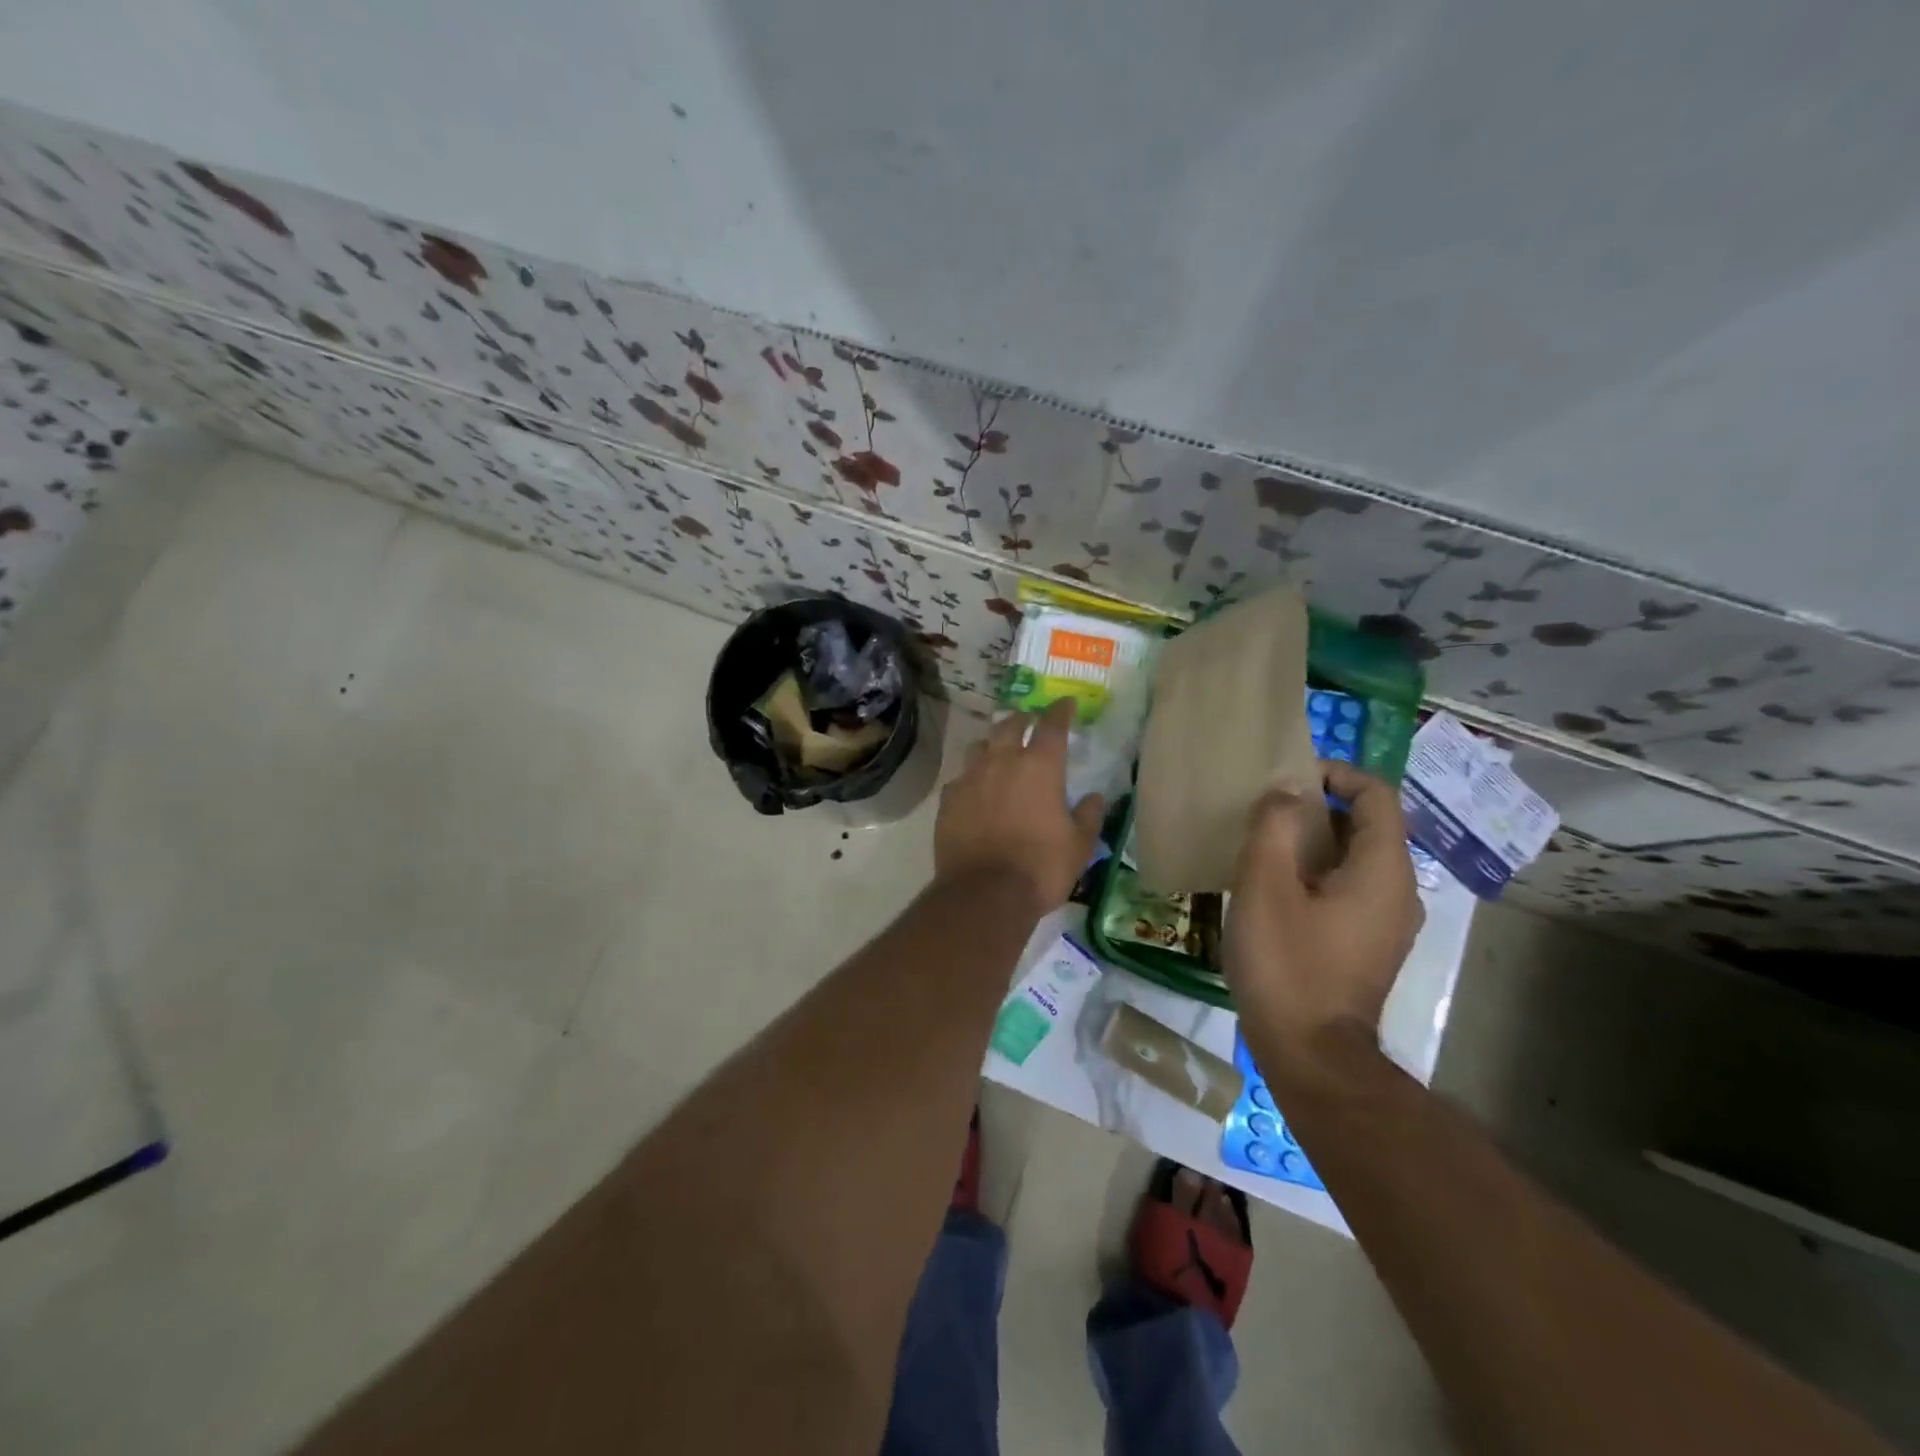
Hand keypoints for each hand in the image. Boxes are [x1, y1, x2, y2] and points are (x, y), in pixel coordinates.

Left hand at [935, 698, 1104, 912]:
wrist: (984, 893)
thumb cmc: (1041, 867)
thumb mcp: (1079, 845)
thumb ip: (1088, 815)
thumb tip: (1094, 797)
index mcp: (1040, 766)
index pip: (1052, 724)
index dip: (1060, 710)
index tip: (1066, 703)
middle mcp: (1002, 761)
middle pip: (1010, 725)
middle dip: (1022, 720)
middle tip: (1030, 723)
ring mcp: (970, 778)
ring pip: (980, 746)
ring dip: (993, 744)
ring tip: (999, 752)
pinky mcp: (948, 799)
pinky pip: (961, 777)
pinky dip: (972, 777)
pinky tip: (975, 789)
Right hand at [1224, 761, 1423, 1058]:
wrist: (1311, 1056)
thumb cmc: (1287, 965)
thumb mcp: (1266, 887)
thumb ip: (1275, 827)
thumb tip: (1286, 791)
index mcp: (1383, 870)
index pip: (1376, 795)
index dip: (1336, 774)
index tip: (1289, 779)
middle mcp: (1398, 891)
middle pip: (1366, 825)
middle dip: (1318, 808)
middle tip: (1265, 813)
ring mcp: (1387, 922)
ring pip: (1355, 859)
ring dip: (1313, 842)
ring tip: (1263, 848)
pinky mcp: (1369, 945)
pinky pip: (1349, 889)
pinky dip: (1317, 874)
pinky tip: (1274, 891)